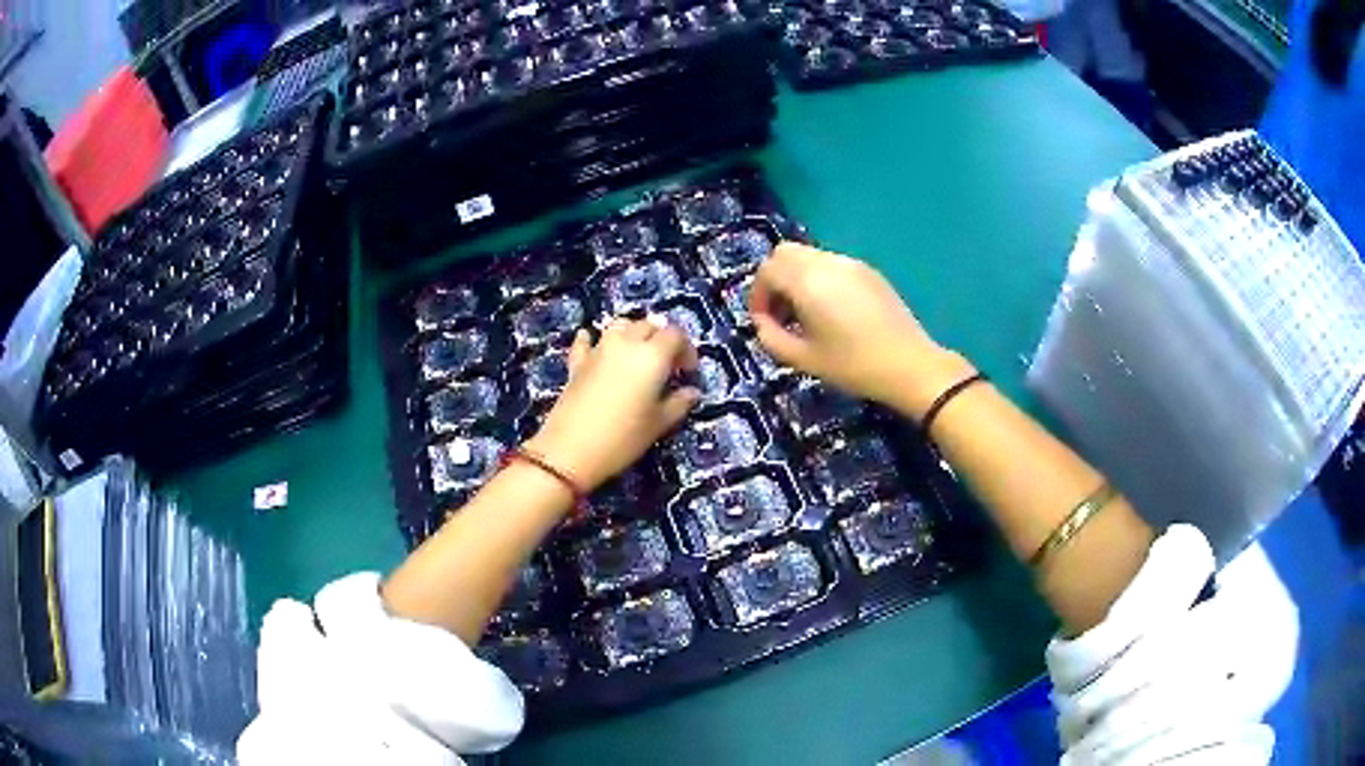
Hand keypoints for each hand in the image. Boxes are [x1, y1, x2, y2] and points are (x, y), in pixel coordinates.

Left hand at [527, 319, 700, 490]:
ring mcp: (598, 349)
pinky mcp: (577, 362)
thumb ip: (679, 403)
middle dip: (662, 340)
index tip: (688, 372)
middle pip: (649, 325)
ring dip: (633, 333)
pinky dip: (595, 340)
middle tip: (668, 366)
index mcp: (652, 356)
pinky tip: (596, 347)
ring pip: (621, 325)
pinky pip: (587, 341)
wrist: (570, 450)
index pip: (676, 335)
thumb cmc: (623, 438)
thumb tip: (692, 391)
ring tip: (639, 355)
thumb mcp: (659, 424)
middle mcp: (626, 344)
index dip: (687, 350)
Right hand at [750, 243, 973, 415]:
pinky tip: (833, 311)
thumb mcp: (804, 359)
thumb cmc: (853, 366)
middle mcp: (826, 263)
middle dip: (774, 279)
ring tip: (806, 314)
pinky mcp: (869, 271)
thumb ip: (771, 338)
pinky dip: (819, 278)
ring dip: (797, 278)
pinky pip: (832, 264)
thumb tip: (762, 323)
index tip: (763, 322)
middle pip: (784, 253)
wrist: (909, 365)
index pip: (767, 271)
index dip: (757, 295)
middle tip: (781, 312)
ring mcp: (850, 263)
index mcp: (807, 281)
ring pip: (809, 256)